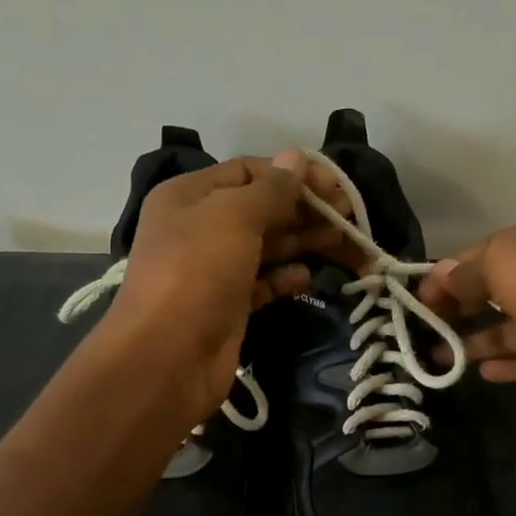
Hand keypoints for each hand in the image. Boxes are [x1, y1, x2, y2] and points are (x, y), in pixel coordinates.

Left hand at [107, 152, 348, 420]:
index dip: (293, 173)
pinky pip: (262, 283)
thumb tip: (295, 157)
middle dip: (304, 208)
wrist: (167, 358)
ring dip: (302, 239)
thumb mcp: (233, 217)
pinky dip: (285, 277)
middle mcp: (199, 227)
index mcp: (190, 196)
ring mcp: (213, 269)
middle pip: (261, 208)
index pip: (249, 171)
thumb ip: (270, 188)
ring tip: (341, 241)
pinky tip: (308, 277)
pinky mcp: (227, 306)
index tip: (336, 187)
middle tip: (348, 217)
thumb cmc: (197, 273)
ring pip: (265, 245)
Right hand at [416, 211, 515, 431]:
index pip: (487, 248)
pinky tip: (482, 373)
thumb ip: (466, 270)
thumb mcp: (502, 263)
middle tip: (426, 327)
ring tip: (440, 356)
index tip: (419, 298)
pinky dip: (510, 362)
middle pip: (501, 286)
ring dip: (479, 338)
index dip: (449, 271)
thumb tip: (440, 276)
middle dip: (462, 304)